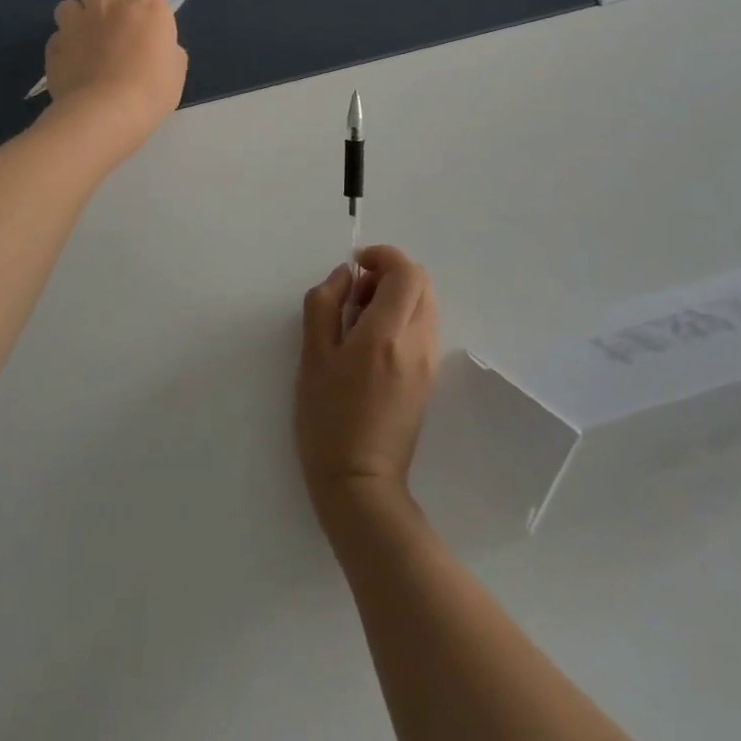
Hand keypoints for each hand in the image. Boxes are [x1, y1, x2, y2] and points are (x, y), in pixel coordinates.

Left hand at [44, 0, 186, 147]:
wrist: (107, 113)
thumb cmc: (153, 89)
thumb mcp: (176, 67)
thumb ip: (164, 46)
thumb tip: (156, 48)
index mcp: (144, 4)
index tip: (136, 16)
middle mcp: (106, 5)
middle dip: (100, 5)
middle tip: (109, 30)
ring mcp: (75, 24)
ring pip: (68, 7)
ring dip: (76, 19)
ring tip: (84, 43)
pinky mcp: (52, 47)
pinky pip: (56, 38)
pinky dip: (63, 47)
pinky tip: (72, 66)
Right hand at [295, 246, 438, 526]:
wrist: (361, 484)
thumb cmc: (328, 419)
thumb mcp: (312, 357)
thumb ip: (324, 304)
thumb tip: (345, 275)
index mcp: (387, 333)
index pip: (406, 272)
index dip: (383, 256)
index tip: (356, 265)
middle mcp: (417, 341)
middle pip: (421, 283)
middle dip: (390, 274)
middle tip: (356, 294)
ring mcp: (427, 361)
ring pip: (425, 304)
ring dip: (397, 296)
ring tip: (360, 321)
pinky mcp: (428, 378)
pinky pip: (423, 328)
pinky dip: (402, 318)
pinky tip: (372, 344)